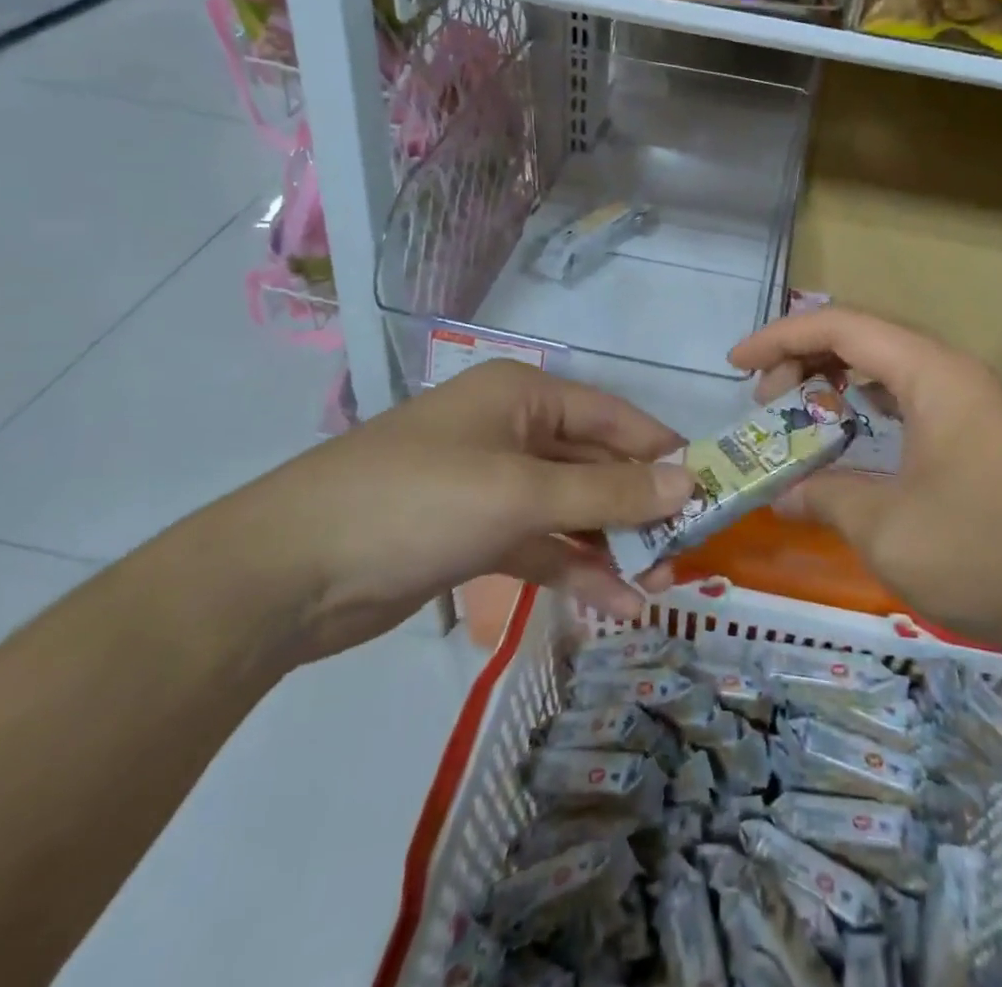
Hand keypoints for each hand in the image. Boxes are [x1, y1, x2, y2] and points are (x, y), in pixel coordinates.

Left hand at [223, 361, 691, 661]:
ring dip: (613, 545)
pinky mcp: (474, 533)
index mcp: (523, 395)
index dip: (662, 452)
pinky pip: (541, 545)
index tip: (712, 488)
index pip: (613, 418)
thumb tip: (689, 481)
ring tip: (661, 585)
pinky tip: (616, 605)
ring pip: (571, 510)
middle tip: (688, 549)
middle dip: (640, 507)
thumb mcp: (522, 493)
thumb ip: (609, 491)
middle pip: (595, 465)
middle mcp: (511, 430)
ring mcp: (491, 484)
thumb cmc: (419, 502)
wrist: (289, 574)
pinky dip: (575, 570)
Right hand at [729, 308, 1001, 664]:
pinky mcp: (980, 432)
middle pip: (864, 338)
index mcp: (932, 372)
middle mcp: (952, 371)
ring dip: (837, 379)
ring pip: (888, 366)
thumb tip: (782, 495)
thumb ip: (824, 497)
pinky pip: (910, 395)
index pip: (841, 327)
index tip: (736, 364)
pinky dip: (869, 403)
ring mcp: (971, 401)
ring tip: (800, 412)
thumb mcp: (885, 526)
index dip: (780, 337)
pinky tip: (851, 431)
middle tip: (765, 402)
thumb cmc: (983, 552)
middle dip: (804, 359)